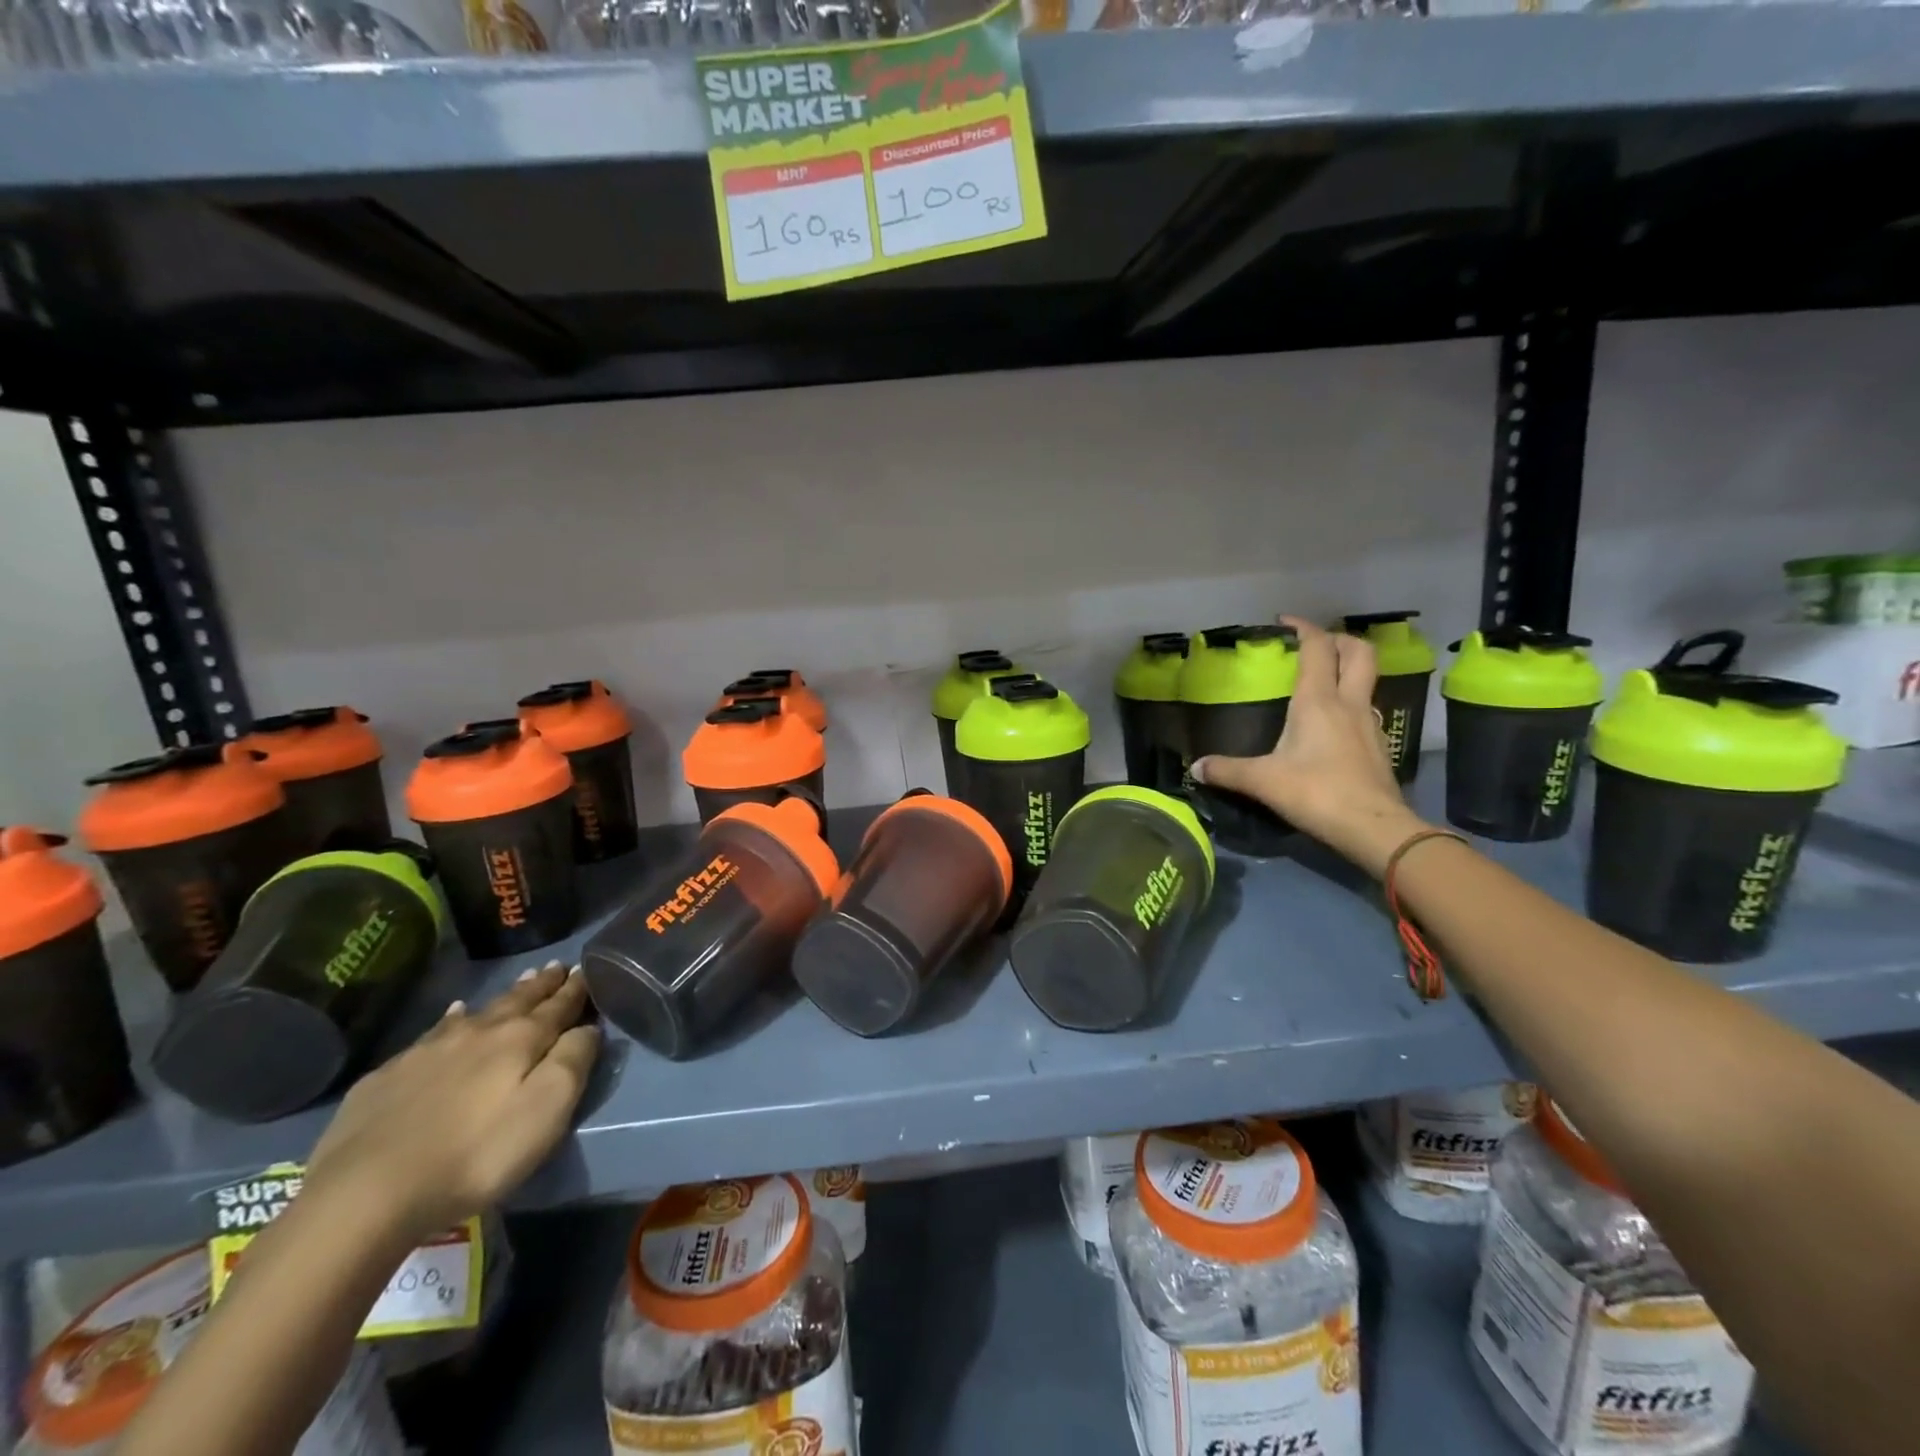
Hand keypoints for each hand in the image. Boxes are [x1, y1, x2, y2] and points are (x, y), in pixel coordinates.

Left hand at [305, 962, 598, 1242]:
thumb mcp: (546, 1110)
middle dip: (542, 985)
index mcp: (521, 1039)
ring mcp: (428, 1051)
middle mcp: (478, 1033)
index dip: (575, 989)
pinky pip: (432, 1034)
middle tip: (556, 967)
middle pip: (519, 1001)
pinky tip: (452, 1016)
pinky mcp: (388, 1077)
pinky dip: (451, 1020)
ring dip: (504, 997)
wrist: (365, 1194)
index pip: (559, 1005)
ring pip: (477, 1012)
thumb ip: (574, 1061)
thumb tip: (588, 1027)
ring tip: (520, 983)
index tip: (586, 970)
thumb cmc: (476, 1154)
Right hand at [1191, 616, 1428, 877]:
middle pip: (1358, 652)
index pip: (1317, 648)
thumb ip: (1227, 770)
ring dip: (1348, 668)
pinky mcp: (1378, 745)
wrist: (1374, 827)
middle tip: (1313, 644)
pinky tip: (1332, 721)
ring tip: (1321, 679)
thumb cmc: (1317, 793)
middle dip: (1337, 639)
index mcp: (1318, 701)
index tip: (1284, 622)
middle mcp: (1348, 703)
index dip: (1303, 628)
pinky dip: (1350, 700)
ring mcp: (1368, 723)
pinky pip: (1364, 707)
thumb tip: (1195, 768)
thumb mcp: (1263, 781)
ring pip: (1366, 679)